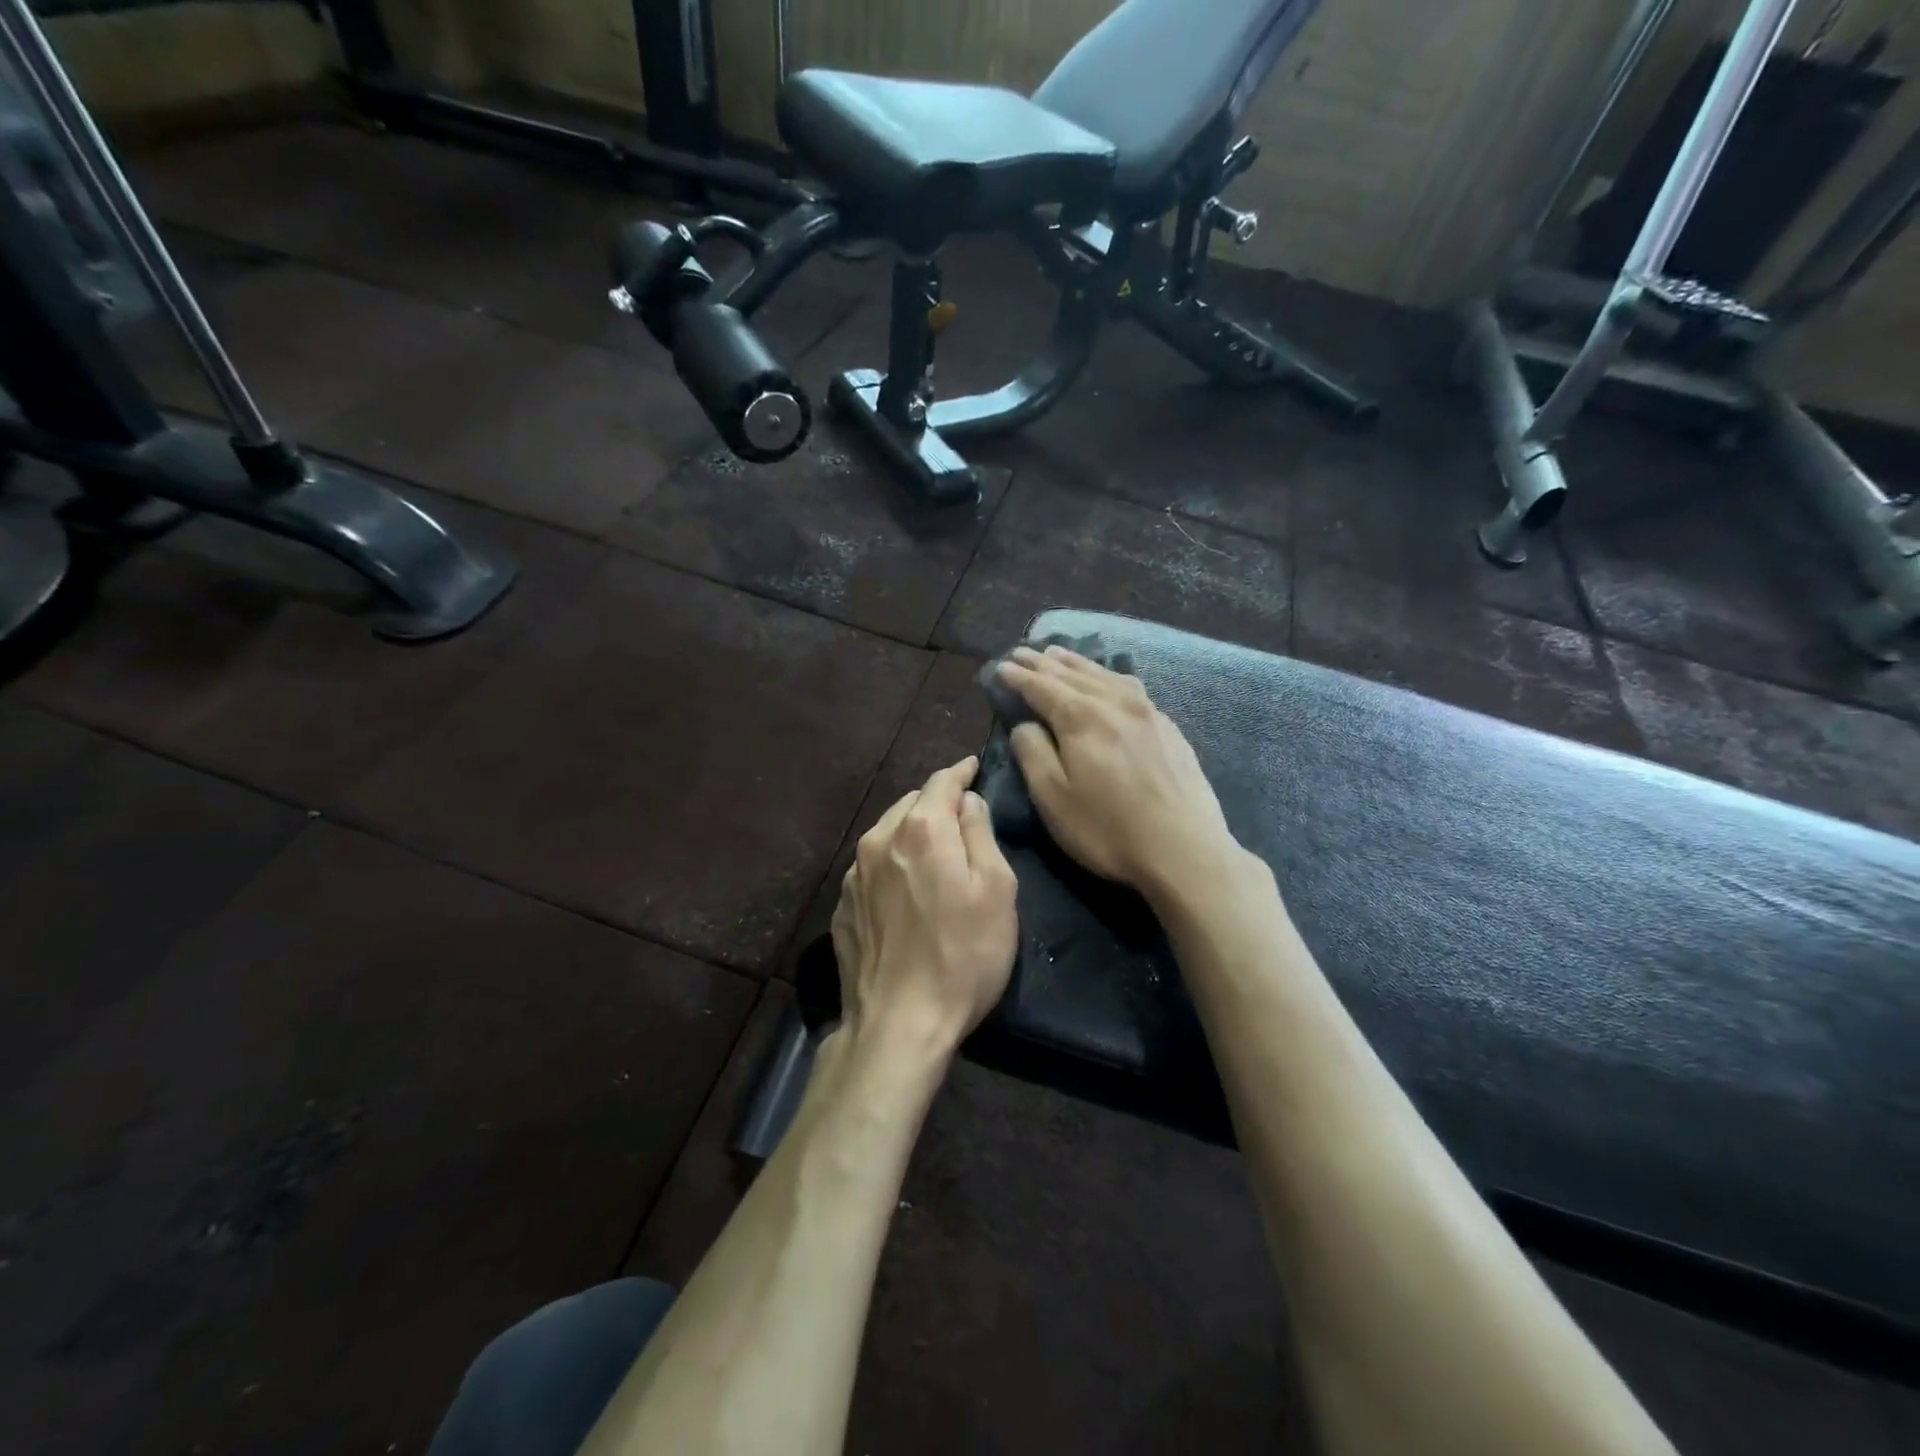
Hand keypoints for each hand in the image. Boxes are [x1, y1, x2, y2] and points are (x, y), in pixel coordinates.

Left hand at [831, 757, 1019, 1058]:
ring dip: (911, 831)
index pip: (941, 781)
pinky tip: (905, 889)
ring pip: (887, 833)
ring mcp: (854, 874)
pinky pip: (871, 867)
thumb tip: (968, 801)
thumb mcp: (996, 891)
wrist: (898, 1024)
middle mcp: (880, 840)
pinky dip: (892, 863)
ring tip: (932, 849)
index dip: (961, 771)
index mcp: (921, 829)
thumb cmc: (963, 957)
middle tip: (961, 815)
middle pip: (911, 804)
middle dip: (936, 802)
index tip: (973, 766)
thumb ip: (981, 834)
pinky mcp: (842, 905)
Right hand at [998, 646, 1244, 904]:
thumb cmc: (1107, 829)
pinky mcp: (1168, 727)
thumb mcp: (1053, 798)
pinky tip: (1109, 679)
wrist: (1184, 849)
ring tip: (1058, 654)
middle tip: (1022, 652)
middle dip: (1043, 663)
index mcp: (1081, 717)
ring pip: (1104, 675)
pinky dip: (1108, 676)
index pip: (1042, 687)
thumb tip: (1025, 724)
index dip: (1020, 677)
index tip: (1002, 667)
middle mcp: (1114, 702)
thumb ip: (1033, 753)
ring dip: (1076, 663)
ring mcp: (1147, 712)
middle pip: (1072, 674)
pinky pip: (1129, 686)